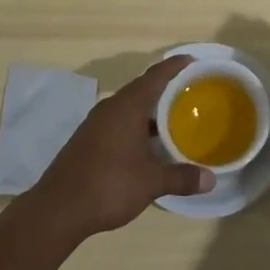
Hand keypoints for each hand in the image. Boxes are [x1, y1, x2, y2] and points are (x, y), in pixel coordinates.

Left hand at [27, 55, 213, 240]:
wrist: (58, 209)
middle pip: (141, 89)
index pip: (155, 76)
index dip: (174, 67)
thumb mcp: (151, 182)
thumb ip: (181, 177)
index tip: (191, 61)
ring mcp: (96, 123)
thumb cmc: (109, 185)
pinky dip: (135, 124)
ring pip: (128, 107)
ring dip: (149, 110)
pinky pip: (118, 121)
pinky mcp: (87, 139)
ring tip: (172, 118)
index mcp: (127, 107)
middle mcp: (110, 108)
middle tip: (188, 92)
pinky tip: (146, 144)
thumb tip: (211, 179)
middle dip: (164, 89)